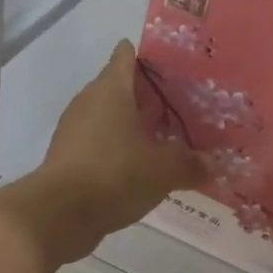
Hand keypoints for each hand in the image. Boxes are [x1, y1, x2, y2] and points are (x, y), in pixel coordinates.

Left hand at [0, 41, 206, 265]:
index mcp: (111, 89)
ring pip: (110, 117)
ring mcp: (75, 130)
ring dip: (134, 125)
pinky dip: (119, 149)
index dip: (150, 56)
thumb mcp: (164, 170)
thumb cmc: (115, 175)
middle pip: (120, 87)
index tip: (174, 66)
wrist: (59, 216)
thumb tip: (212, 165)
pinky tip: (142, 167)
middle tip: (183, 106)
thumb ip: (191, 163)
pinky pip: (100, 143)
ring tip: (167, 138)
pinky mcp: (68, 157)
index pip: (127, 56)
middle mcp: (89, 101)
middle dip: (149, 96)